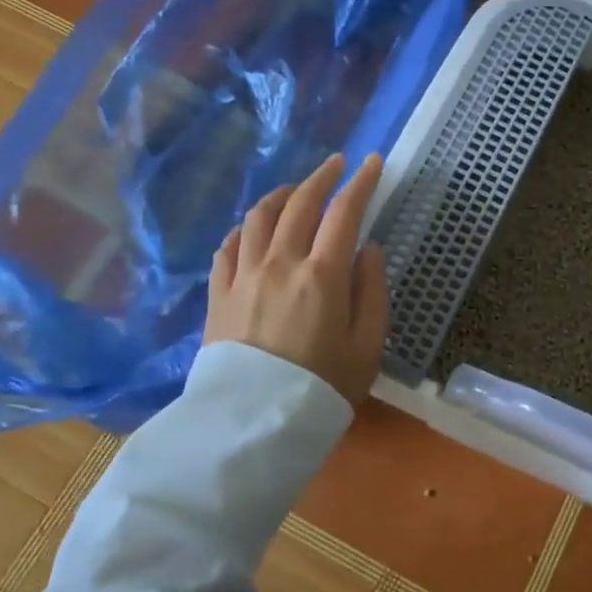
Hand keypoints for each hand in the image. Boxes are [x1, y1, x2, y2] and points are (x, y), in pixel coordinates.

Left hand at [202, 152, 389, 408]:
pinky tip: (253, 228)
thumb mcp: (368, 347)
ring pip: (259, 217)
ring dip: (281, 194)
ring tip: (295, 189)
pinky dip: (245, 227)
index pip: (344, 212)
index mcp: (322, 276)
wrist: (252, 430)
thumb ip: (373, 291)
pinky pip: (229, 247)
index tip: (371, 162)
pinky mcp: (218, 295)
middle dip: (322, 177)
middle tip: (337, 164)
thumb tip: (368, 249)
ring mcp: (244, 277)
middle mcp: (280, 264)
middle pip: (300, 204)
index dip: (360, 182)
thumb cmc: (322, 389)